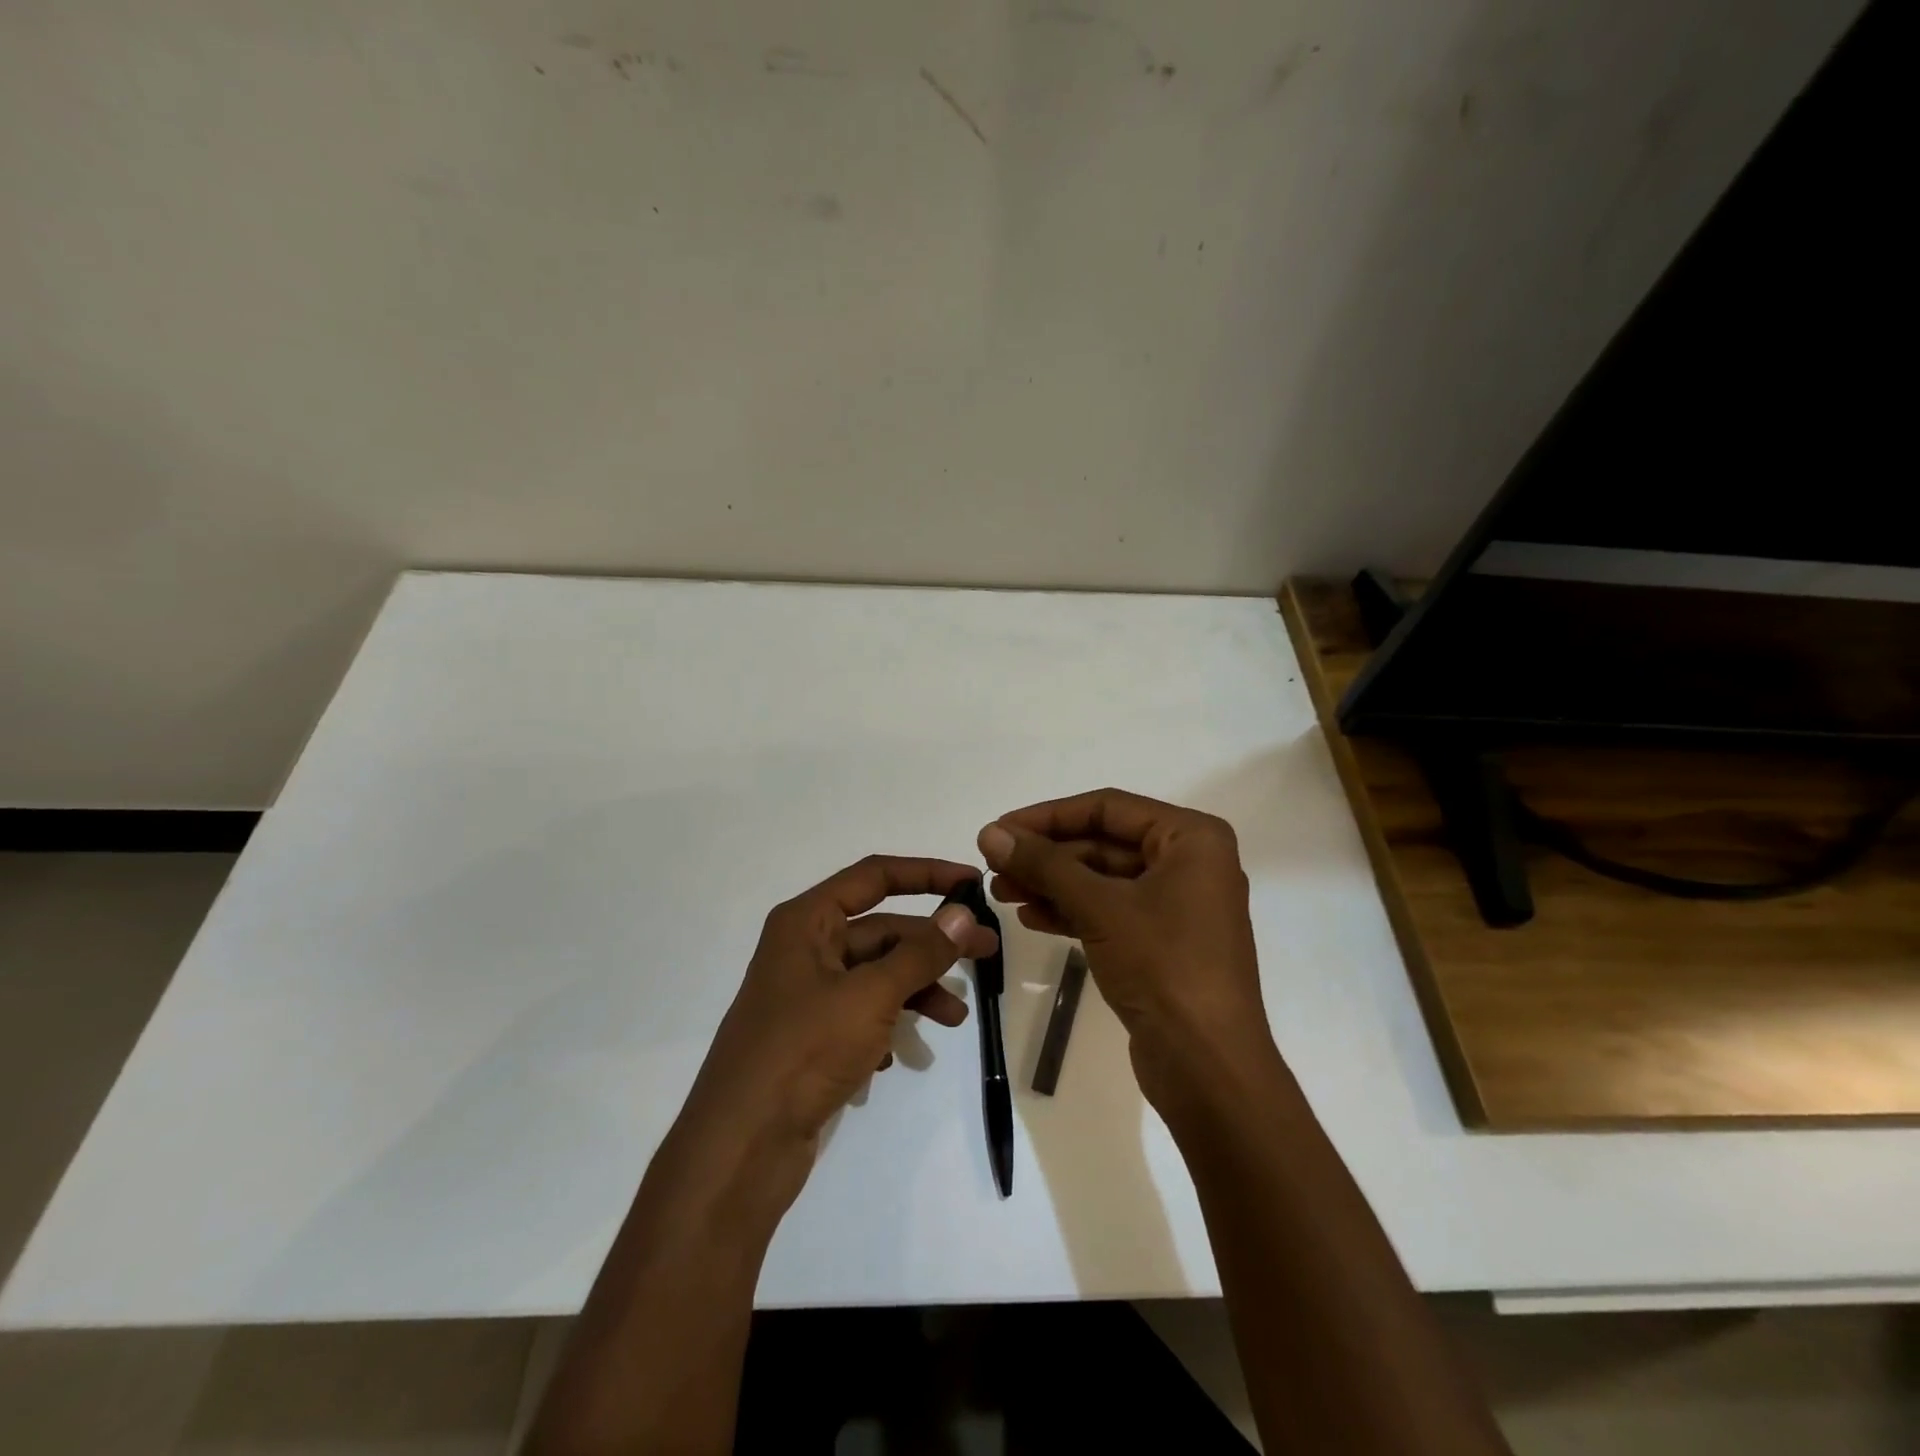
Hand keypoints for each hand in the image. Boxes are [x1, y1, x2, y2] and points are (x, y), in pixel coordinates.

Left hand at [670, 856, 997, 1209]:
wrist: (740, 1147)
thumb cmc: (804, 1050)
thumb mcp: (871, 995)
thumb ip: (920, 953)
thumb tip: (963, 914)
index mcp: (807, 921)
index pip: (874, 876)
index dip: (926, 874)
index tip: (972, 883)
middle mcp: (805, 949)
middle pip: (881, 929)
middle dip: (933, 943)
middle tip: (988, 954)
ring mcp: (807, 995)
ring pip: (876, 975)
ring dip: (918, 989)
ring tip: (955, 1019)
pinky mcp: (811, 1037)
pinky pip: (862, 1014)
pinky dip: (888, 1025)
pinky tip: (896, 1057)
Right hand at [978, 789, 1270, 1105]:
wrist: (1209, 1068)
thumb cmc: (1163, 967)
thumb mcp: (1100, 907)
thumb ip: (1044, 864)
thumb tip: (990, 833)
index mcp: (1192, 839)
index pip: (1108, 807)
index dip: (1049, 816)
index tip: (1000, 829)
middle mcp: (1189, 863)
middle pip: (1103, 843)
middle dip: (1047, 856)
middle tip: (994, 866)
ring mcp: (1177, 905)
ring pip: (1102, 880)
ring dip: (1052, 884)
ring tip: (1000, 893)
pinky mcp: (1163, 943)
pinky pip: (1110, 911)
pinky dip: (1071, 911)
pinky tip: (1030, 918)